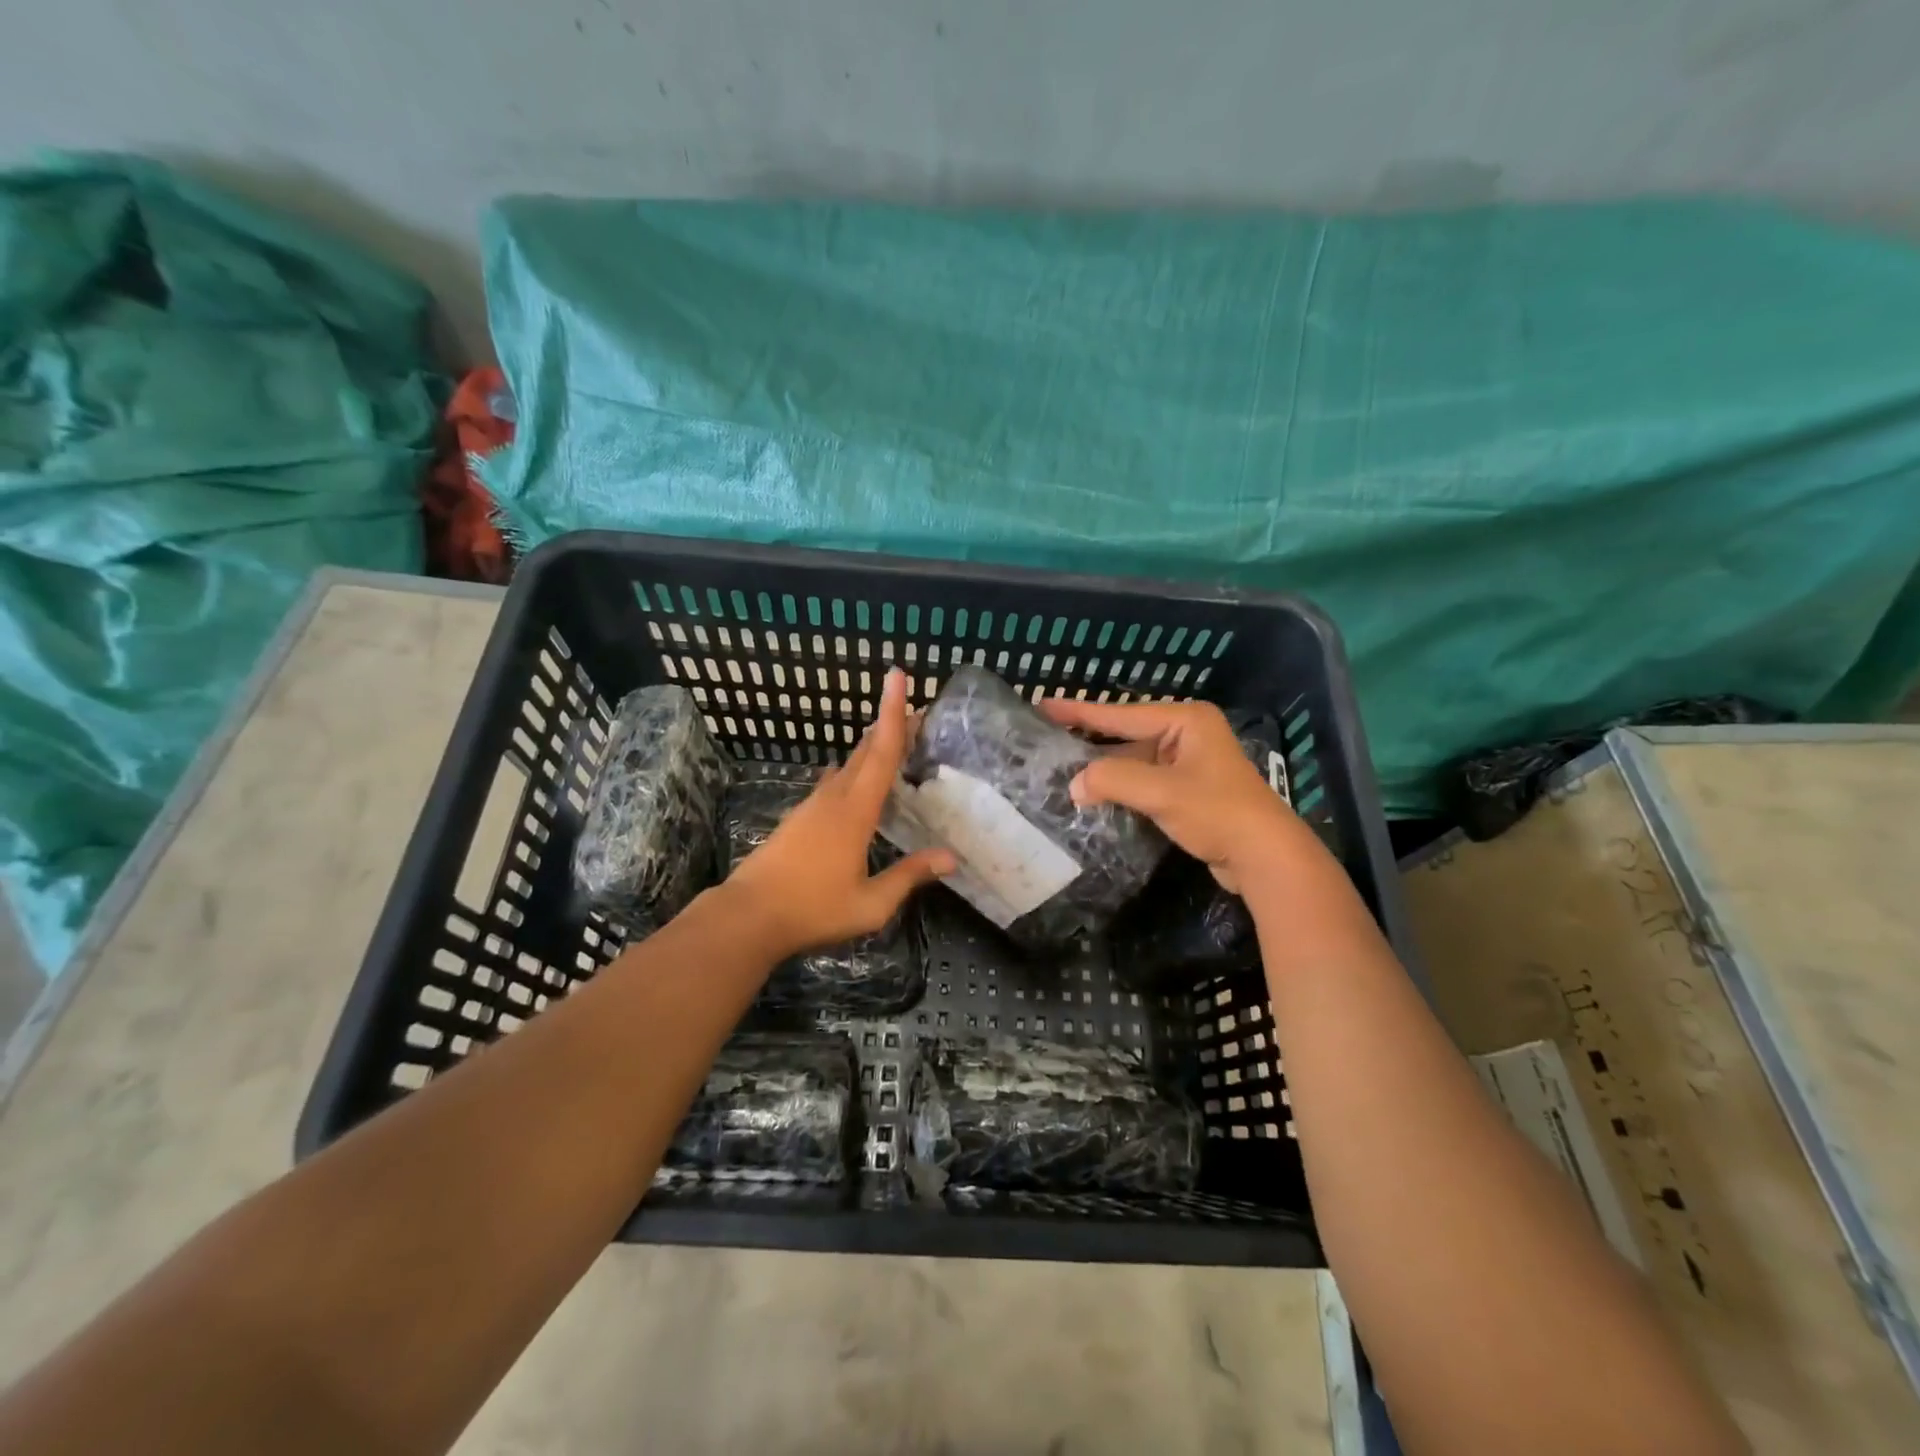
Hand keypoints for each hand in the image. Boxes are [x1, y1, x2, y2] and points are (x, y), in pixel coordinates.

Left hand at [725, 669, 954, 955]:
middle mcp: (834, 798)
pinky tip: (853, 779)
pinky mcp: (799, 818)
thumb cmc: (813, 909)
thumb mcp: (871, 903)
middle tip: (916, 711)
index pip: (881, 753)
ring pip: (848, 765)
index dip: (893, 714)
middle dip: (889, 725)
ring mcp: (812, 806)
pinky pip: (834, 783)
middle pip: (865, 751)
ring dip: (871, 749)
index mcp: (855, 811)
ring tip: (893, 741)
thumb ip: (909, 876)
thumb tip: (951, 858)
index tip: (897, 676)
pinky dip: (853, 772)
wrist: (748, 915)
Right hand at [1038, 697, 1305, 894]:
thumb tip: (1074, 784)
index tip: (1043, 704)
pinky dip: (1120, 787)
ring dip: (1103, 769)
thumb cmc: (1217, 812)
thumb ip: (1113, 780)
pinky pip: (1144, 781)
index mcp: (1185, 720)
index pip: (1121, 714)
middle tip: (1046, 737)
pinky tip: (1093, 794)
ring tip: (1060, 768)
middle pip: (1126, 735)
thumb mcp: (1161, 792)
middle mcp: (1187, 734)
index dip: (1079, 711)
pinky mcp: (1187, 790)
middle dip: (1088, 740)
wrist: (1265, 856)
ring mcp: (1188, 763)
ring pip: (1134, 760)